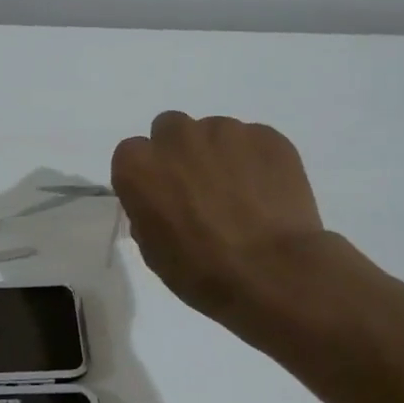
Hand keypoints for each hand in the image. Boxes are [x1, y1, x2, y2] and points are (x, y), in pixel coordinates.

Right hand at [111, 112, 337, 336]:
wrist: (271, 272)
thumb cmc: (199, 270)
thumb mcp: (151, 248)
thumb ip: (147, 210)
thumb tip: (163, 202)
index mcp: (138, 166)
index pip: (131, 154)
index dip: (147, 175)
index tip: (160, 196)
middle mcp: (176, 138)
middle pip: (170, 130)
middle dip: (180, 153)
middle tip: (198, 188)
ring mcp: (225, 131)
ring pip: (214, 133)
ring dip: (219, 155)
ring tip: (240, 194)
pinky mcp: (267, 136)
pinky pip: (253, 141)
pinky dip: (255, 161)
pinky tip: (266, 194)